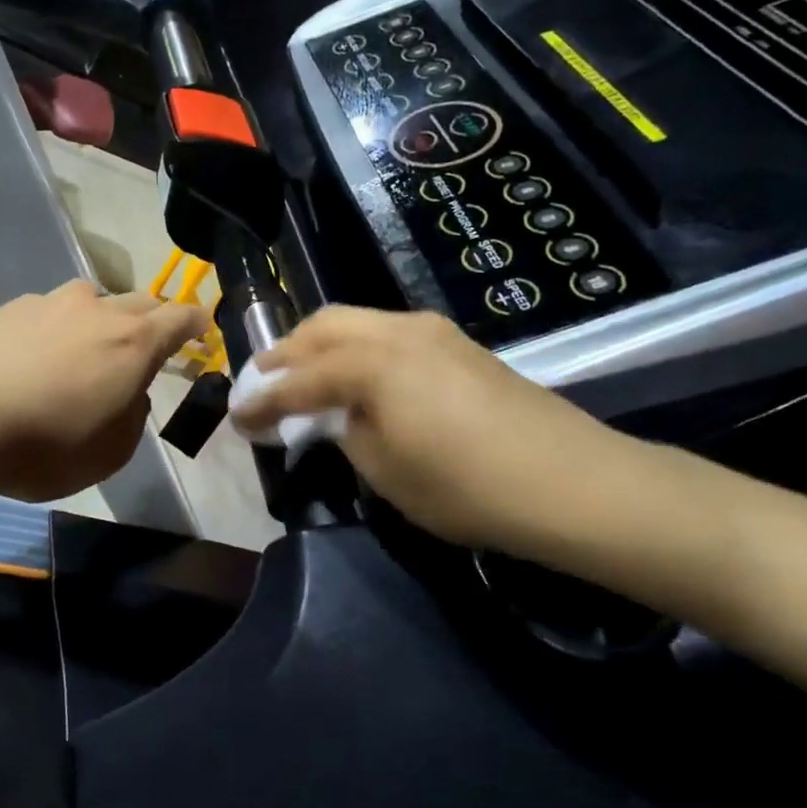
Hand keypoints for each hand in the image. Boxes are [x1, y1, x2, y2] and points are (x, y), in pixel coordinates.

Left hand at [0, 280, 210, 502]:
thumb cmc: (41, 444)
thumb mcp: (108, 454)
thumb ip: (132, 418)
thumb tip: (129, 395)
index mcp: (133, 342)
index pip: (181, 317)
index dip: (197, 323)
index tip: (202, 330)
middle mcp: (96, 309)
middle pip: (140, 302)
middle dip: (152, 320)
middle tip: (147, 348)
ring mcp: (49, 302)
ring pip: (91, 301)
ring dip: (101, 320)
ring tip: (86, 351)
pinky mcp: (8, 307)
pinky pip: (50, 312)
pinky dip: (58, 328)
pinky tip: (35, 358)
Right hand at [230, 306, 645, 560]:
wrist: (571, 482)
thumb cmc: (466, 486)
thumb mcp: (384, 470)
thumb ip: (343, 431)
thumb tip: (330, 415)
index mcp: (371, 363)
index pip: (298, 379)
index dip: (262, 401)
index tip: (235, 418)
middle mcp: (397, 330)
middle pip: (322, 326)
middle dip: (284, 353)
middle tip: (261, 384)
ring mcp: (432, 331)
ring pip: (355, 321)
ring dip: (319, 345)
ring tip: (301, 376)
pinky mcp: (457, 344)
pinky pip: (386, 332)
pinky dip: (355, 348)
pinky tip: (354, 377)